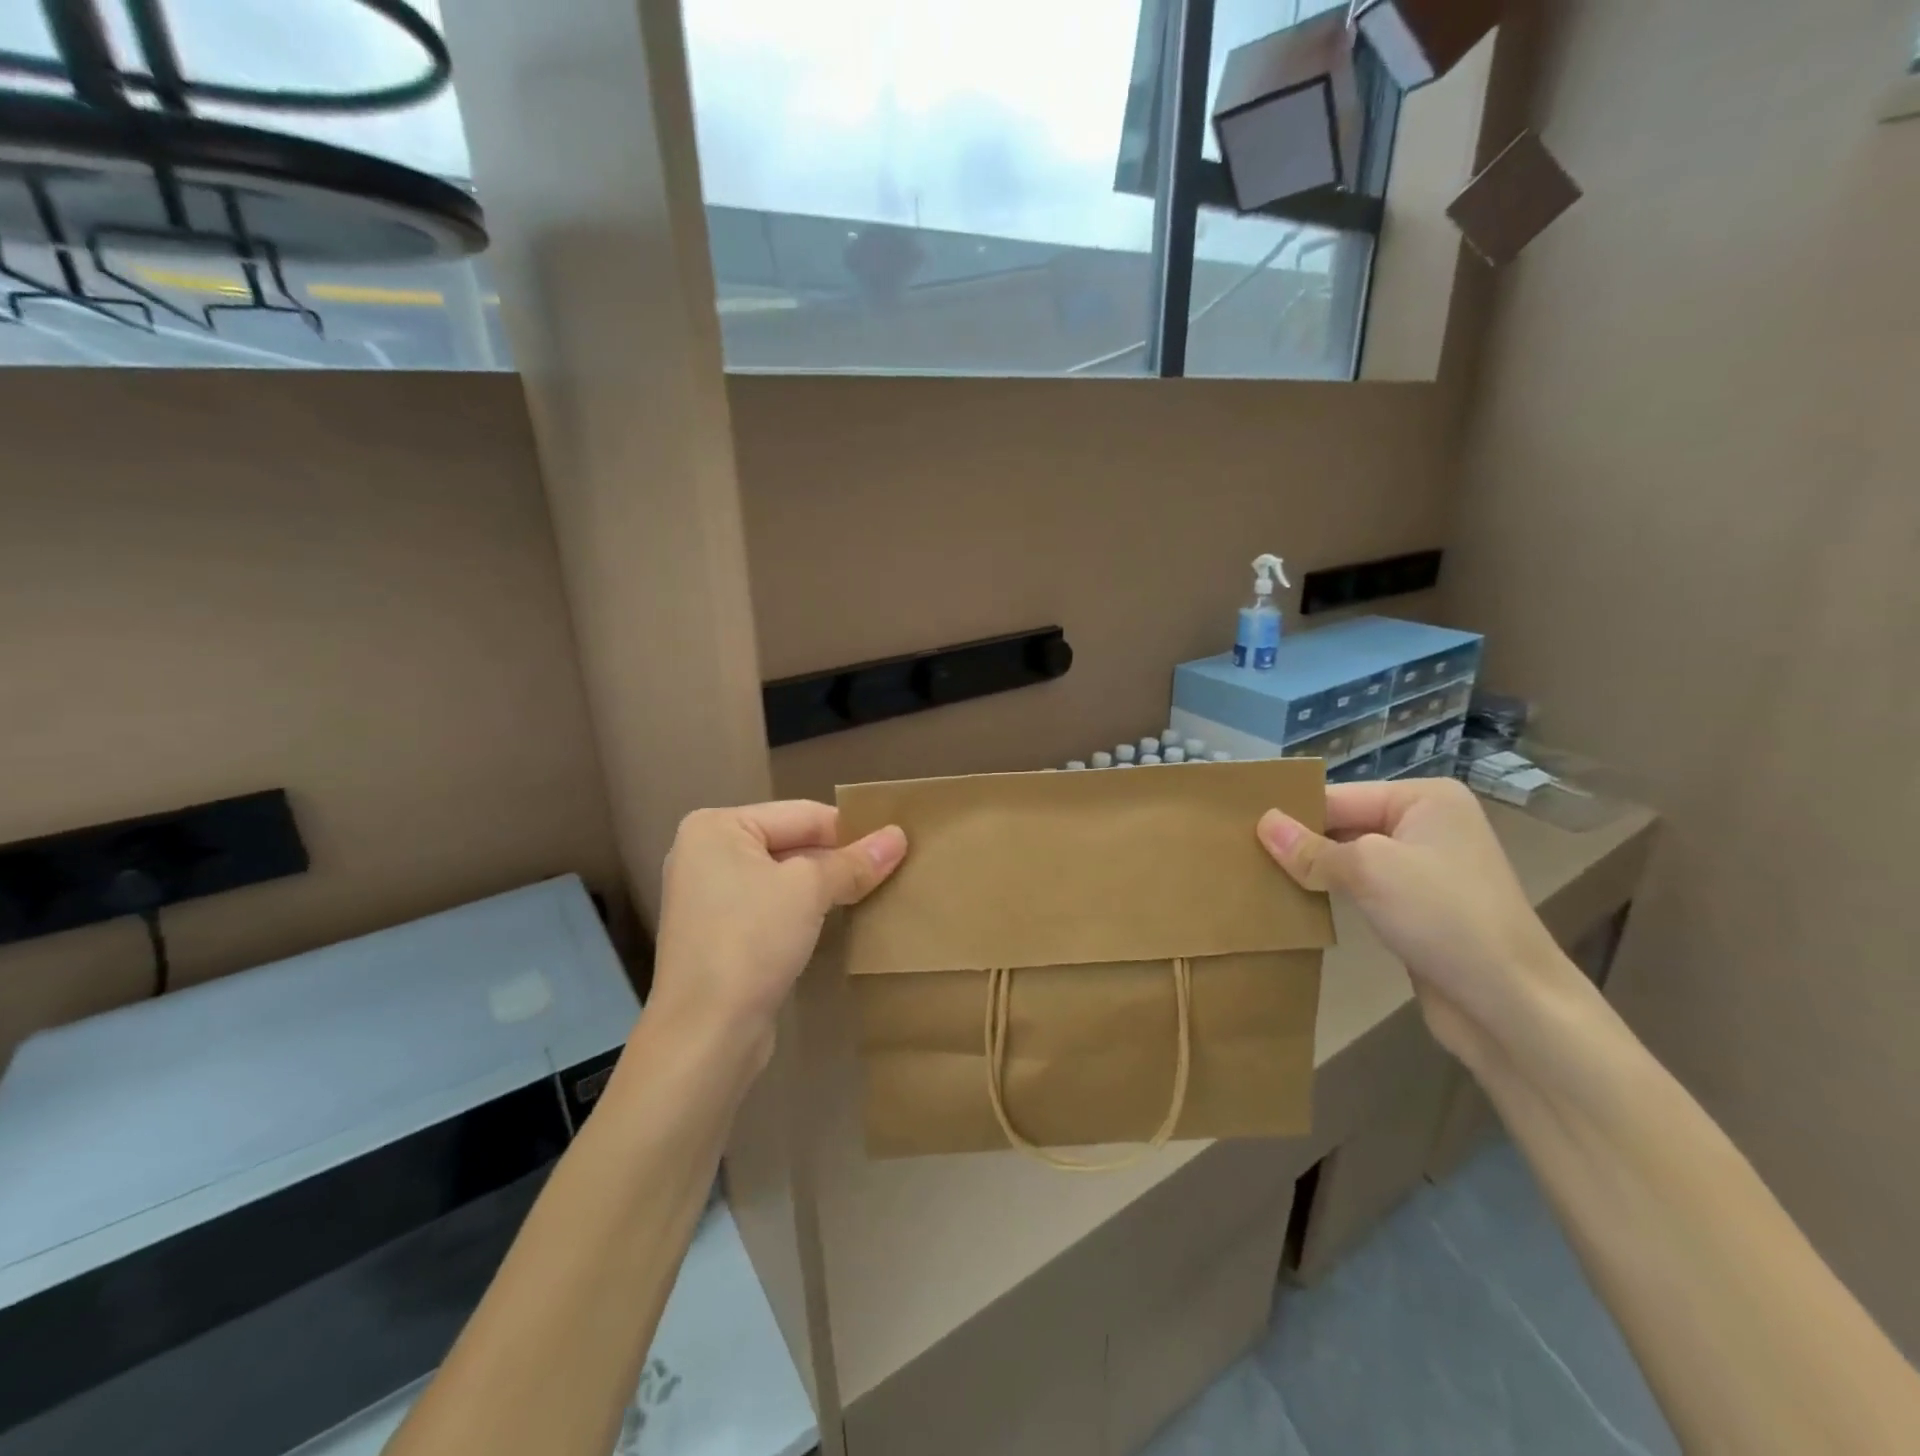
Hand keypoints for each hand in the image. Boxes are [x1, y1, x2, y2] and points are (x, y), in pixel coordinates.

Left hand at [649, 802, 907, 1068]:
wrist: (705, 1034)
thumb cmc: (751, 940)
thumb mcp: (810, 890)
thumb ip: (854, 862)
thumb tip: (899, 836)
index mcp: (716, 827)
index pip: (801, 814)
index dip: (850, 830)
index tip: (895, 845)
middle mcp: (705, 854)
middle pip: (791, 843)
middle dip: (838, 860)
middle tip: (890, 870)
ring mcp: (708, 896)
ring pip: (783, 878)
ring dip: (824, 887)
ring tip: (872, 893)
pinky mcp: (718, 934)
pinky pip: (771, 907)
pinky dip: (803, 911)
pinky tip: (835, 921)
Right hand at [1258, 778, 1587, 1067]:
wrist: (1511, 1004)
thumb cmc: (1443, 917)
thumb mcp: (1368, 870)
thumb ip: (1310, 848)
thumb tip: (1262, 823)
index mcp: (1424, 798)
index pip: (1338, 796)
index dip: (1292, 814)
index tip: (1238, 828)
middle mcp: (1427, 824)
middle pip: (1343, 824)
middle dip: (1299, 842)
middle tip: (1240, 854)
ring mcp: (1425, 868)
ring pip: (1350, 858)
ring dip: (1313, 870)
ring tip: (1257, 876)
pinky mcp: (1419, 906)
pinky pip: (1363, 888)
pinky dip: (1332, 893)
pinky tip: (1295, 901)